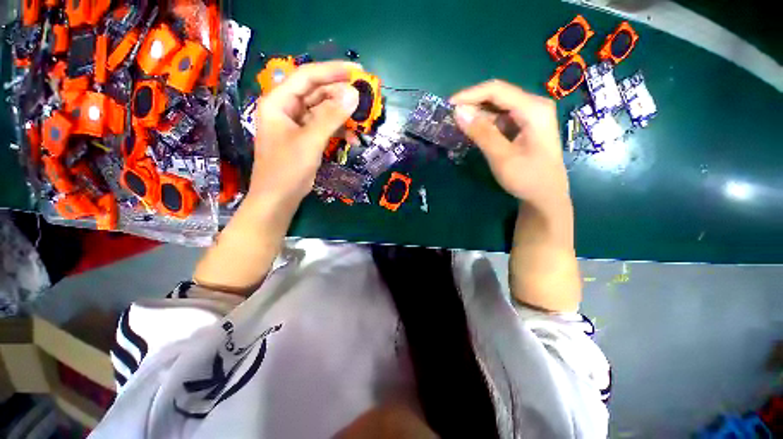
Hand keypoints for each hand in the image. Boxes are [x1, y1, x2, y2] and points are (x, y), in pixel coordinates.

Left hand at [193, 62, 359, 294]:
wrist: (278, 199)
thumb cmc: (287, 170)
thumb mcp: (310, 141)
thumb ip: (331, 117)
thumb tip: (353, 94)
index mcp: (278, 102)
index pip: (307, 77)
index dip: (332, 71)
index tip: (356, 71)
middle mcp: (286, 109)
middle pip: (316, 93)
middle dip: (340, 94)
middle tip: (363, 96)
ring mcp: (296, 125)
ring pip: (322, 111)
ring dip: (341, 115)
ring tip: (360, 120)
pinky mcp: (305, 139)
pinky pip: (324, 127)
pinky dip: (337, 130)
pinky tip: (351, 137)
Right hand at [451, 80, 568, 212]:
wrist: (546, 196)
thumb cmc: (528, 178)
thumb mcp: (502, 157)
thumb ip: (481, 133)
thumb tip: (458, 112)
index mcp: (533, 109)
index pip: (496, 90)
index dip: (469, 95)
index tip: (448, 106)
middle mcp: (533, 106)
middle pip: (497, 96)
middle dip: (472, 104)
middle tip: (449, 117)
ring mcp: (529, 116)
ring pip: (497, 108)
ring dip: (476, 115)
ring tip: (456, 124)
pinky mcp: (523, 127)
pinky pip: (500, 119)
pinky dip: (484, 124)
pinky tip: (471, 131)